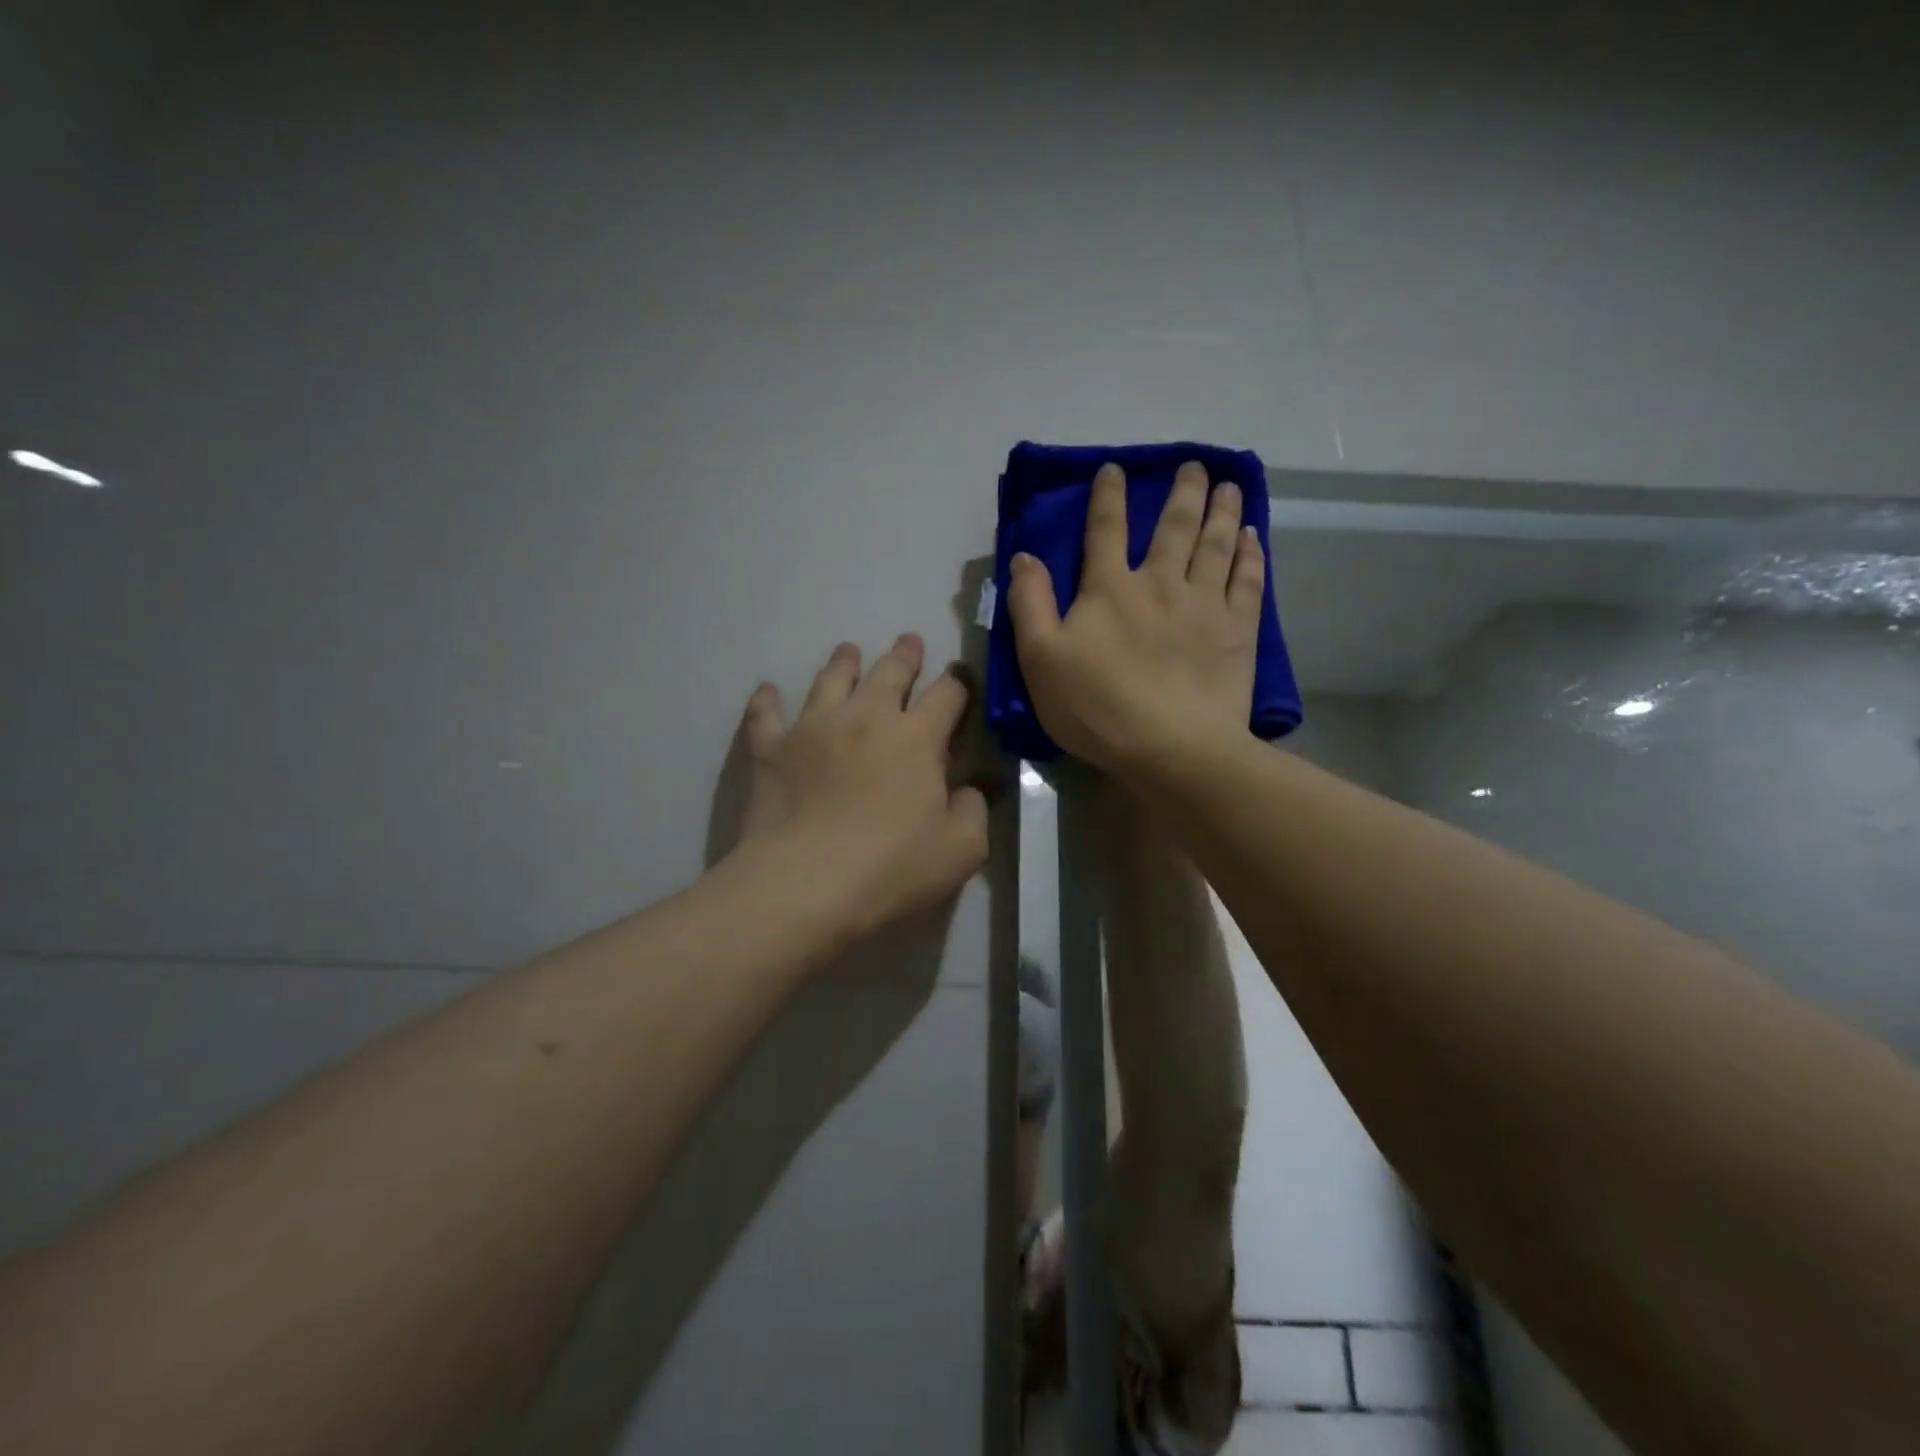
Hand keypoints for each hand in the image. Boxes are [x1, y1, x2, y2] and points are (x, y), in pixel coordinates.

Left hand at [734, 635, 988, 943]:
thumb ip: (973, 810)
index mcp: (917, 738)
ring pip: (831, 679)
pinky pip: (765, 715)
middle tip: (910, 642)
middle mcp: (866, 718)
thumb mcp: (961, 849)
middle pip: (890, 672)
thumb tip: (970, 788)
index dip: (958, 683)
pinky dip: (766, 700)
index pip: (947, 695)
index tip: (960, 678)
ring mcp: (814, 728)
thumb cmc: (891, 867)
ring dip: (844, 662)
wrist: (805, 884)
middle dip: (905, 655)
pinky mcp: (771, 750)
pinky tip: (767, 691)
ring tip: (848, 650)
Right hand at [1006, 460, 1263, 774]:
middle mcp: (1161, 583)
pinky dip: (1251, 555)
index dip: (1108, 496)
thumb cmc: (1098, 707)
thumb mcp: (1041, 660)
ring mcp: (1206, 604)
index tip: (1115, 469)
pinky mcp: (1238, 631)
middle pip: (1174, 526)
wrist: (1172, 748)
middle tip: (1195, 465)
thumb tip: (1024, 556)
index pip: (1106, 530)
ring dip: (1223, 511)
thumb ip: (1030, 604)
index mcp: (1110, 589)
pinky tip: (1253, 538)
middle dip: (1183, 492)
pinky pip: (1248, 581)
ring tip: (1230, 485)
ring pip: (1217, 544)